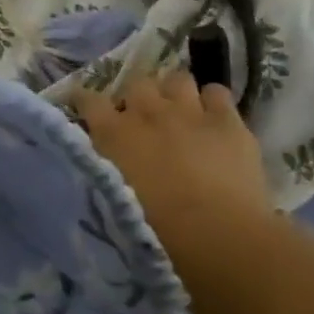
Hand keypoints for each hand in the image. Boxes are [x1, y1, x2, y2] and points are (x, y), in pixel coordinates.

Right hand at [75, 73, 268, 242]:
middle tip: (144, 119)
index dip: (86, 101)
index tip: (89, 110)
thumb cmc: (155, 230)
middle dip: (138, 97)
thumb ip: (102, 170)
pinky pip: (217, 93)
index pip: (87, 99)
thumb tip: (98, 164)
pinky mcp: (227, 120)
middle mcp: (146, 112)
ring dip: (175, 93)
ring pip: (177, 79)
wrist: (215, 234)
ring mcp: (188, 111)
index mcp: (112, 134)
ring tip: (181, 113)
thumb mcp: (110, 197)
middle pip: (136, 84)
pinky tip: (215, 120)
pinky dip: (213, 103)